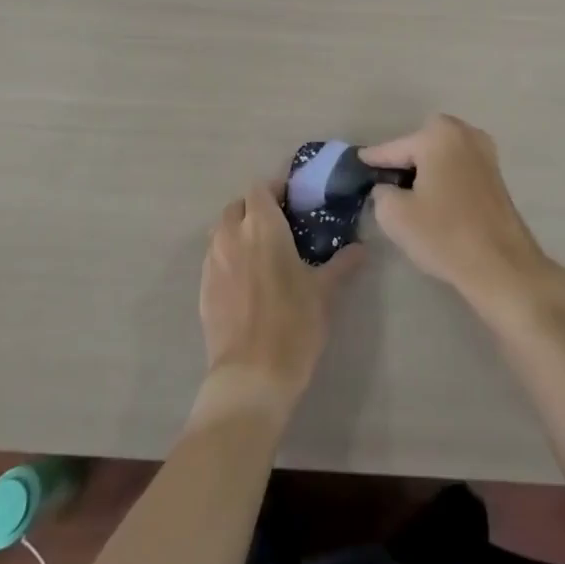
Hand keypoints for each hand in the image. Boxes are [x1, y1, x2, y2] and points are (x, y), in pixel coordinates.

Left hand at [196, 181, 363, 424]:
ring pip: (222, 230)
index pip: (260, 188)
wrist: (251, 376)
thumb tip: (361, 248)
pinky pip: (214, 257)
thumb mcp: (324, 292)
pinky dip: (228, 256)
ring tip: (262, 251)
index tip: (293, 202)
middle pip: (237, 206)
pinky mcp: (203, 287)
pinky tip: (247, 279)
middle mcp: (231, 235)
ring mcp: (212, 261)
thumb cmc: (293, 324)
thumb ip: (342, 264)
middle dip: (255, 209)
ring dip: (238, 231)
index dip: (275, 190)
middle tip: (279, 227)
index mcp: (261, 226)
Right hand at [361, 115, 562, 317]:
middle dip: (404, 161)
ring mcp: (485, 154)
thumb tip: (387, 188)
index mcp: (438, 135)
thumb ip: (382, 192)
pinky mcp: (496, 176)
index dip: (373, 159)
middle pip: (421, 145)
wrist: (502, 267)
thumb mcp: (395, 215)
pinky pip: (459, 169)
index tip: (356, 163)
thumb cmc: (444, 234)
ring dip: (426, 170)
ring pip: (442, 156)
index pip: (394, 148)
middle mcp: (465, 134)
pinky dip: (444, 178)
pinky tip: (434, 201)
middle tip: (386, 184)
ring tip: (408, 195)